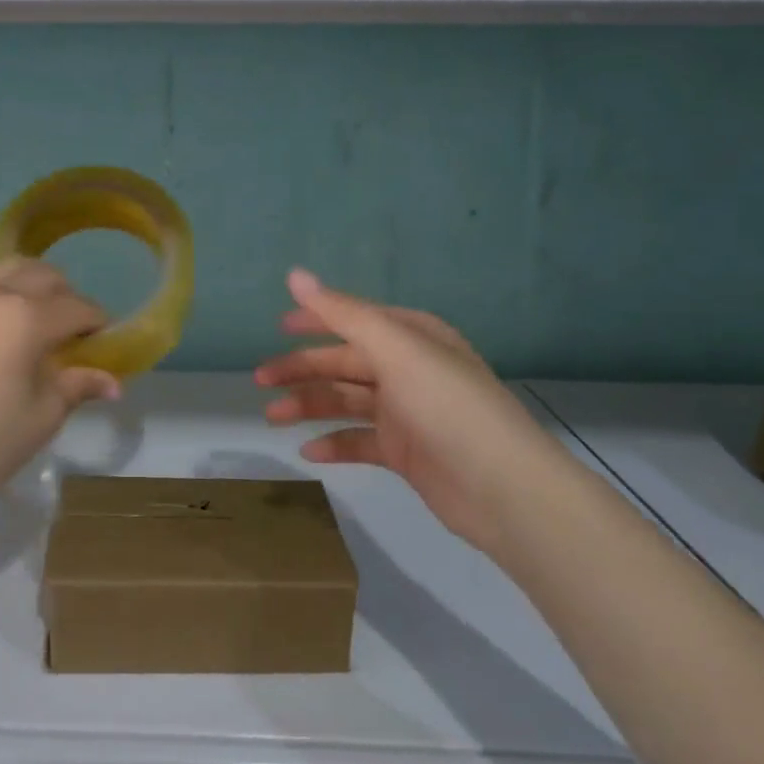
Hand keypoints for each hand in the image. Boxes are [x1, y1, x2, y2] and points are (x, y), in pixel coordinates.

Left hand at [0, 259, 119, 509]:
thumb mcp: (42, 417)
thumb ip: (78, 386)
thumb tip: (113, 382)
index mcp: (27, 316)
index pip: (78, 307)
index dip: (99, 325)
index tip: (105, 347)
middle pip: (46, 276)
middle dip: (69, 299)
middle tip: (73, 337)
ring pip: (11, 270)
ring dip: (35, 286)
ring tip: (39, 323)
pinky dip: (4, 293)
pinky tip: (2, 329)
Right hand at [255, 268, 569, 550]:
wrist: (503, 489)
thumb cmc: (447, 405)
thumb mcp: (395, 349)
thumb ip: (342, 313)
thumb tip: (295, 274)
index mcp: (413, 337)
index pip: (355, 319)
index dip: (316, 320)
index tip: (278, 328)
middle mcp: (409, 369)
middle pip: (344, 362)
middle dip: (302, 368)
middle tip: (260, 379)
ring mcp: (407, 411)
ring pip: (346, 401)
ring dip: (309, 405)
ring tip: (272, 416)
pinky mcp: (405, 451)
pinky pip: (359, 441)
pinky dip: (334, 444)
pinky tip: (308, 452)